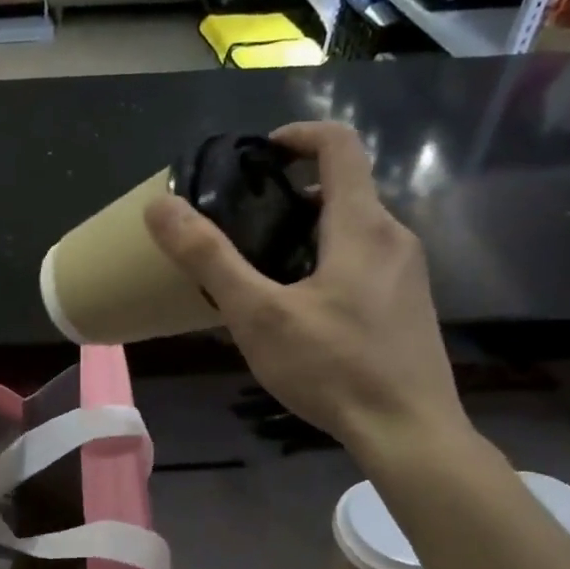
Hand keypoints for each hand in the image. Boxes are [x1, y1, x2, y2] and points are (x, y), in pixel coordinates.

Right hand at [145, 121, 470, 467]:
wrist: (408, 432)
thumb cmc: (333, 368)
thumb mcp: (258, 314)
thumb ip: (209, 258)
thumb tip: (160, 206)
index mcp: (363, 225)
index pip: (339, 146)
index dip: (297, 136)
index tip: (259, 153)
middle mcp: (395, 237)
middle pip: (343, 190)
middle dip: (291, 196)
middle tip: (243, 227)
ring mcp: (409, 273)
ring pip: (353, 230)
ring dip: (307, 233)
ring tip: (262, 272)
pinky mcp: (409, 305)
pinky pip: (365, 262)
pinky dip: (328, 262)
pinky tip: (300, 311)